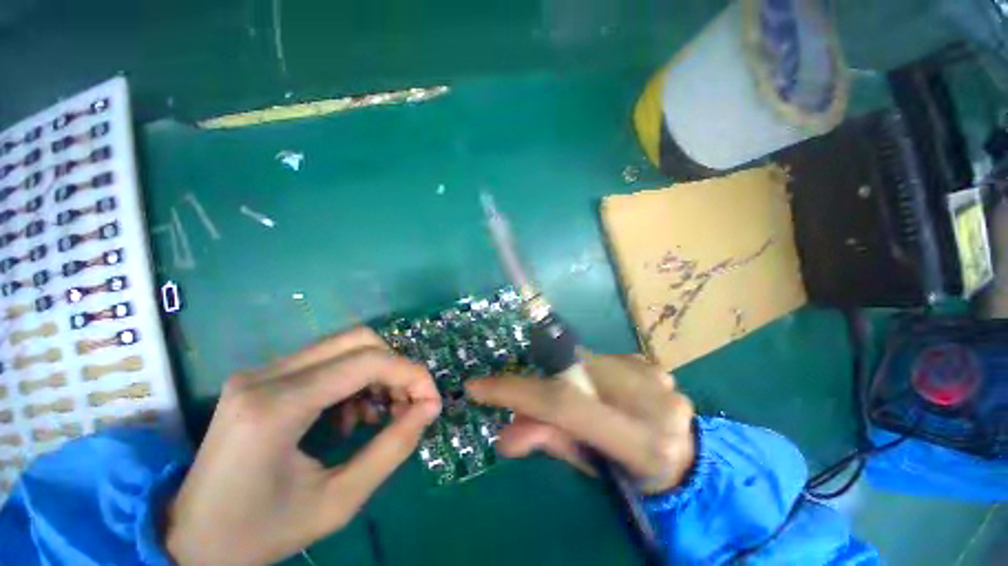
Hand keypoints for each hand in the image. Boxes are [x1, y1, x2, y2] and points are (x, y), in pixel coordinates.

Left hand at [165, 328, 440, 565]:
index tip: (431, 400)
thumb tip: (429, 408)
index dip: (410, 374)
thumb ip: (391, 449)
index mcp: (277, 407)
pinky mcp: (262, 377)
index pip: (366, 362)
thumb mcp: (337, 502)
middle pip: (358, 340)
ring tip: (380, 413)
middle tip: (407, 404)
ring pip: (344, 346)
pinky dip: (354, 379)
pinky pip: (326, 360)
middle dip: (395, 368)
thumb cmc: (260, 532)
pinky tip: (350, 415)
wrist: (189, 538)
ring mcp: (261, 371)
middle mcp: (266, 374)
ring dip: (376, 373)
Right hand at [466, 354, 694, 493]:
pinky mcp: (651, 362)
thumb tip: (504, 435)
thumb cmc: (638, 477)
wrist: (688, 457)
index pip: (566, 404)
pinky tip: (598, 392)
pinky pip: (600, 359)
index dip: (519, 392)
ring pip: (583, 363)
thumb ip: (552, 443)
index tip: (479, 387)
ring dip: (567, 380)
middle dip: (543, 385)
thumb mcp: (595, 470)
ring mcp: (656, 375)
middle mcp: (652, 400)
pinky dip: (586, 374)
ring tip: (574, 402)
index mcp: (642, 442)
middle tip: (526, 399)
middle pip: (572, 374)